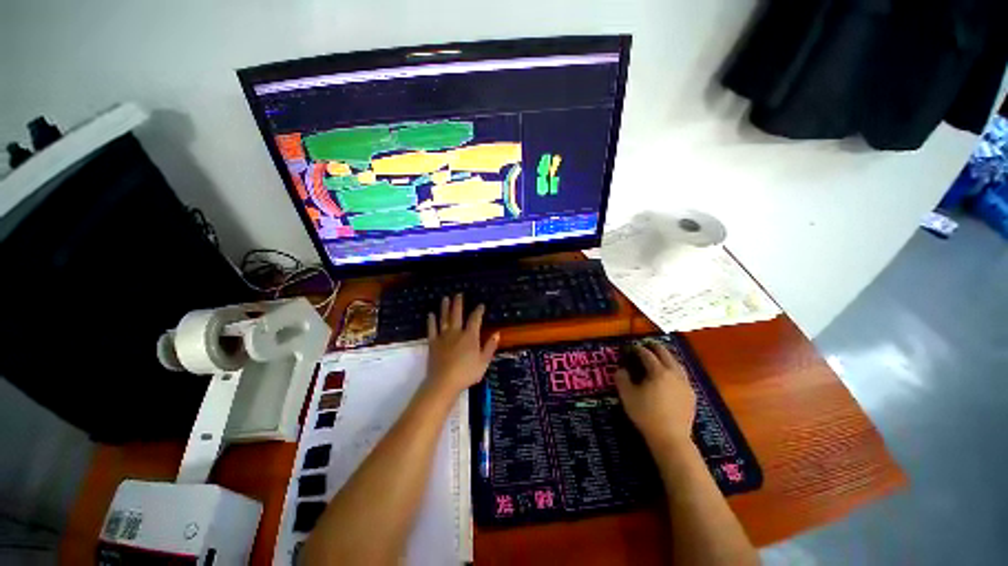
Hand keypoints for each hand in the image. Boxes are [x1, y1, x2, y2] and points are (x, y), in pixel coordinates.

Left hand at [425, 294, 499, 396]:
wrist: (444, 382)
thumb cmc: (467, 373)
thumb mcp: (484, 362)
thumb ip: (490, 347)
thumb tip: (497, 333)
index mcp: (470, 336)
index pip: (475, 319)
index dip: (478, 310)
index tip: (481, 305)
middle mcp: (457, 332)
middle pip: (457, 314)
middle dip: (458, 303)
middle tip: (458, 294)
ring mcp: (443, 336)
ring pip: (444, 318)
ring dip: (444, 307)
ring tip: (445, 298)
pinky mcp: (433, 343)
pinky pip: (432, 329)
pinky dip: (431, 321)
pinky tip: (431, 314)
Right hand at [615, 342, 696, 449]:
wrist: (671, 438)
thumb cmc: (646, 415)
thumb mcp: (627, 396)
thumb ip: (622, 379)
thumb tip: (621, 369)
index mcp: (658, 371)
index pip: (647, 354)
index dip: (638, 349)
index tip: (631, 347)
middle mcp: (674, 374)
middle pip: (665, 354)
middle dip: (655, 347)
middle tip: (647, 344)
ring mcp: (685, 384)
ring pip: (677, 364)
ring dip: (668, 357)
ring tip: (661, 356)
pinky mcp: (691, 395)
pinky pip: (682, 375)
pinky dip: (675, 369)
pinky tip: (671, 376)